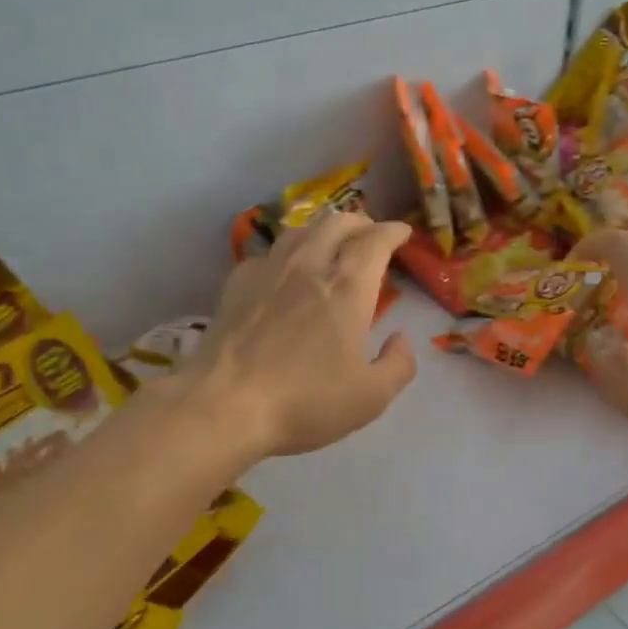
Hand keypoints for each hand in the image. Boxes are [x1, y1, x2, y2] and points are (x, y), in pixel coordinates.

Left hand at [180, 212, 416, 457]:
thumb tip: (400, 339)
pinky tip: (283, 271)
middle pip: (336, 223)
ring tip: (329, 243)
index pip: (375, 241)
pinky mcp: (236, 285)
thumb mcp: (370, 397)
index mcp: (347, 289)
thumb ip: (398, 365)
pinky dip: (285, 253)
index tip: (403, 233)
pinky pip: (267, 254)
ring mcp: (268, 272)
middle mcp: (309, 267)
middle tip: (369, 235)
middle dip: (359, 223)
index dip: (393, 232)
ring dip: (322, 230)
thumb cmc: (304, 401)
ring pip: (299, 231)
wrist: (224, 405)